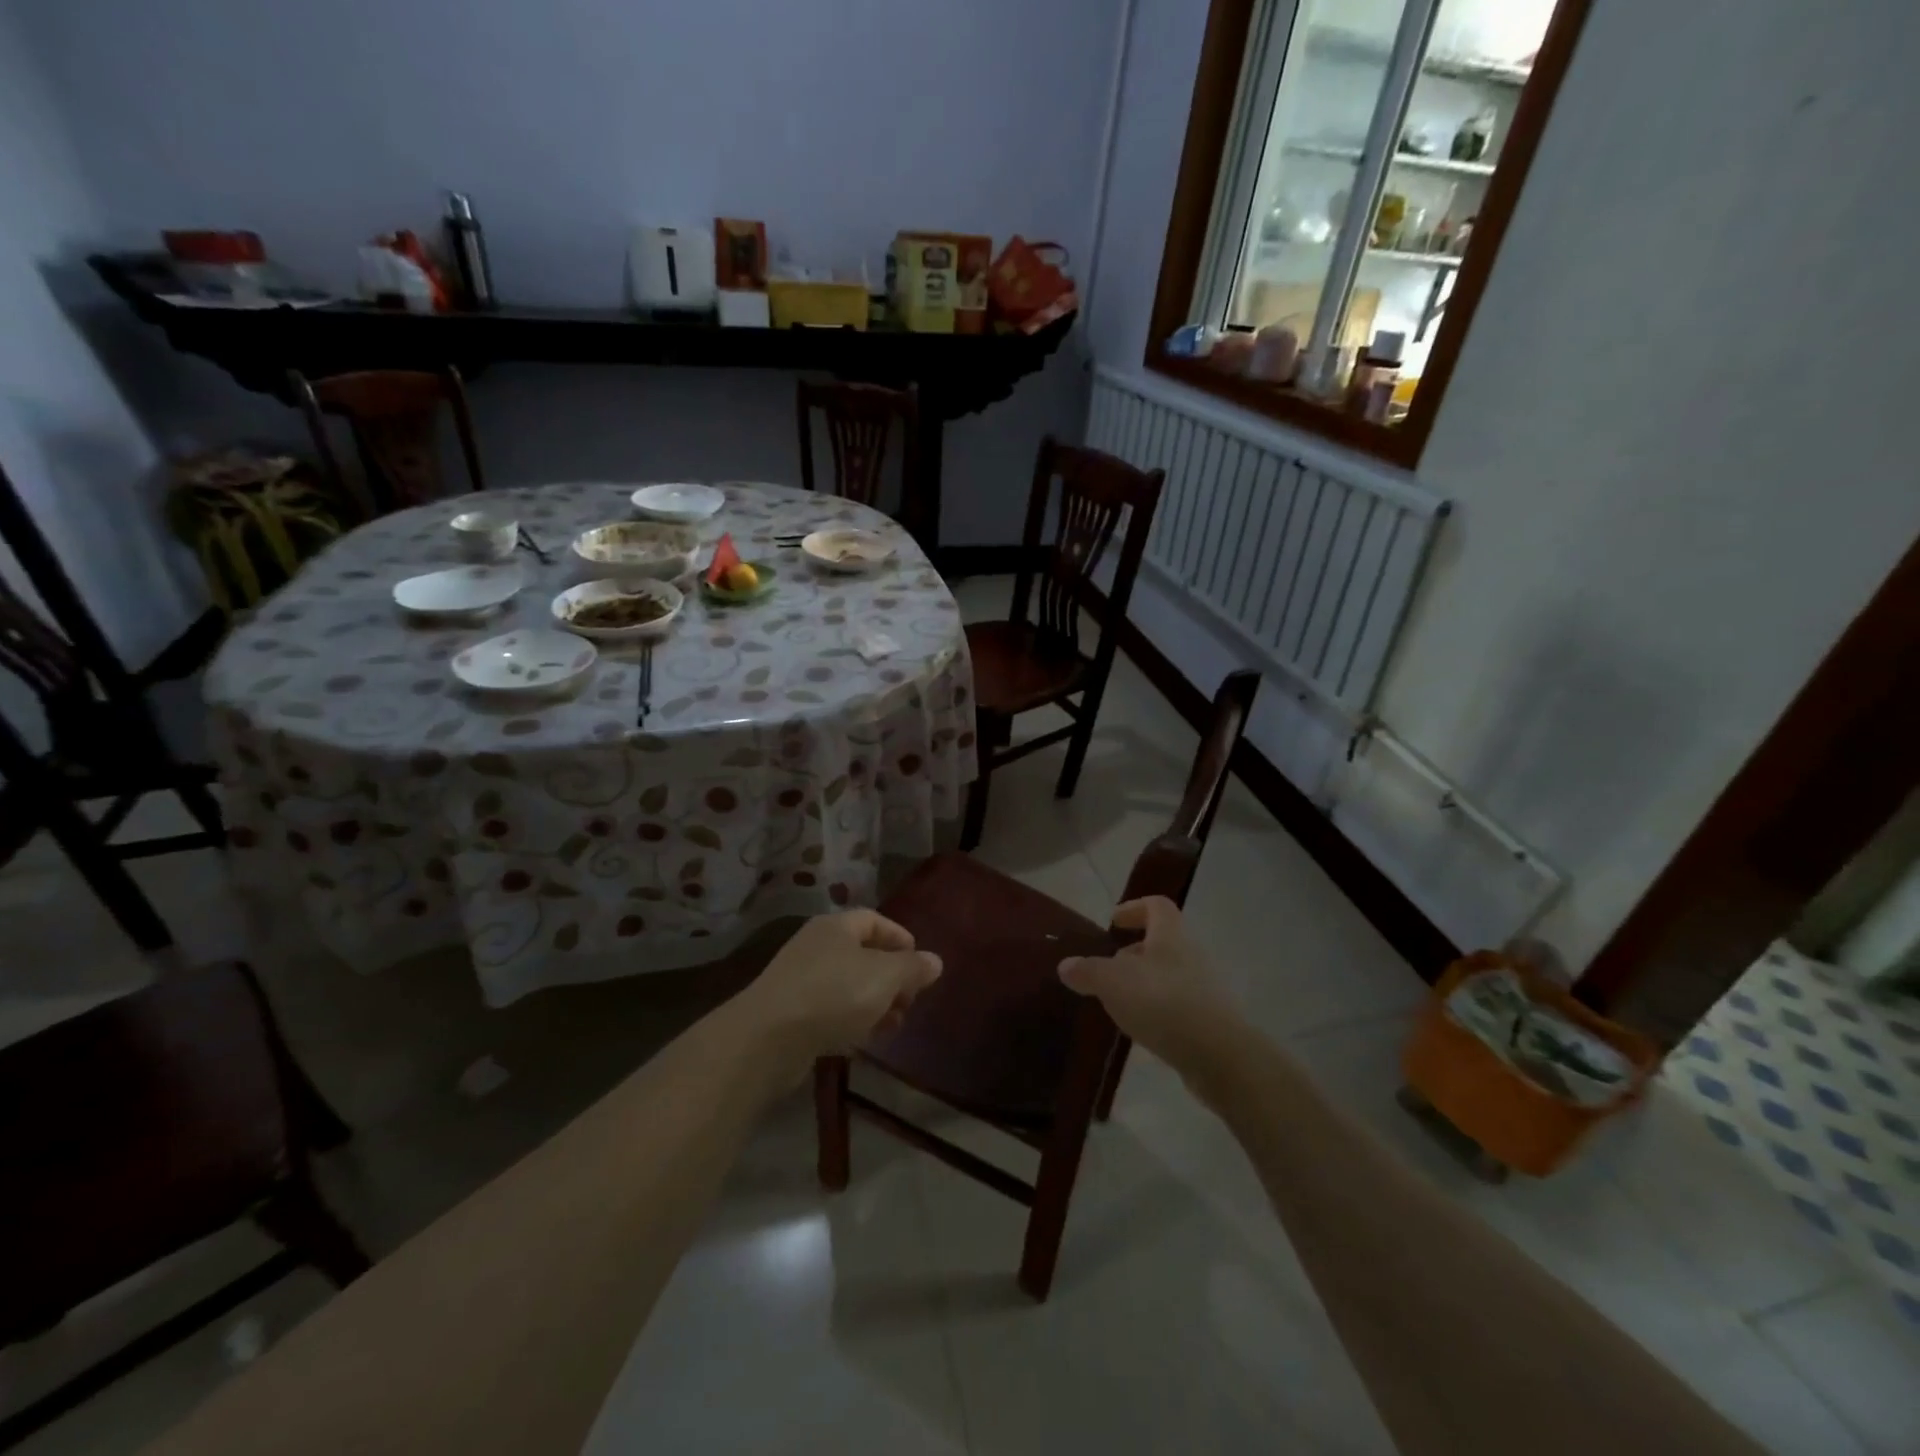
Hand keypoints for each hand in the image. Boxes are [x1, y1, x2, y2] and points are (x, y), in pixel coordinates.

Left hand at [734, 911, 941, 1081]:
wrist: (768, 1038)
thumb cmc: (834, 994)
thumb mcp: (885, 977)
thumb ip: (913, 968)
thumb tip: (935, 961)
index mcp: (837, 926)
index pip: (874, 920)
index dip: (900, 938)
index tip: (920, 963)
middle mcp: (816, 946)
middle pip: (862, 954)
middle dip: (890, 977)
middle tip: (910, 1000)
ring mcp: (800, 979)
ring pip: (847, 985)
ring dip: (874, 1003)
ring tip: (893, 1026)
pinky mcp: (790, 1012)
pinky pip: (829, 1010)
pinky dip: (850, 1021)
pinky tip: (863, 1041)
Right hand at [1057, 897, 1241, 1077]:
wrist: (1219, 1056)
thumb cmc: (1163, 1003)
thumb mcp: (1113, 982)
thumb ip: (1088, 971)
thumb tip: (1066, 965)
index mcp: (1170, 935)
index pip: (1157, 906)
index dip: (1134, 908)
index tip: (1114, 923)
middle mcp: (1191, 955)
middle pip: (1162, 942)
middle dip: (1133, 953)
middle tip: (1107, 970)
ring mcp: (1204, 989)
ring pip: (1168, 976)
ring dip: (1143, 984)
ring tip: (1118, 1003)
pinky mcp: (1208, 1021)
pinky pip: (1177, 1005)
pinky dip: (1157, 1011)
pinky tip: (1140, 1029)